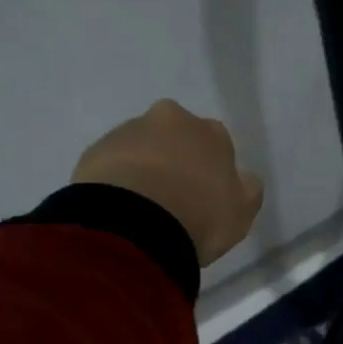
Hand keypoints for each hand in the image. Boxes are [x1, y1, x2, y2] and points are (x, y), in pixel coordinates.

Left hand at [73, 100, 264, 265]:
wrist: (135, 224)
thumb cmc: (199, 216)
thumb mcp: (241, 212)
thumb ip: (247, 190)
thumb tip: (243, 178)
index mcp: (211, 132)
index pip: (217, 142)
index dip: (212, 168)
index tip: (207, 195)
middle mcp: (170, 119)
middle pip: (176, 136)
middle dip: (175, 158)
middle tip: (174, 197)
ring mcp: (128, 131)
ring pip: (141, 147)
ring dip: (143, 168)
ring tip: (142, 209)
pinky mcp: (95, 151)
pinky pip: (112, 165)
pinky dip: (117, 181)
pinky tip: (120, 210)